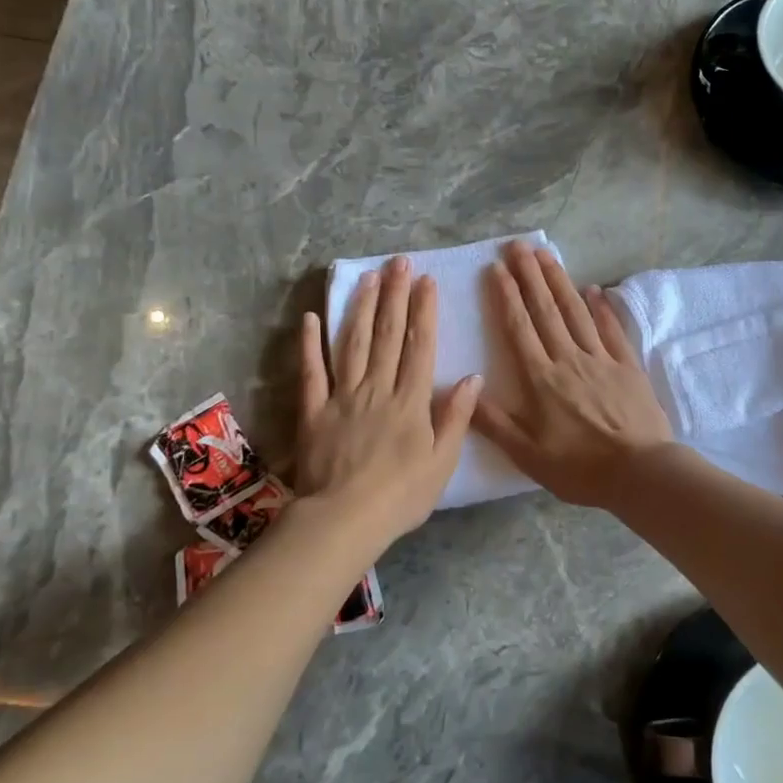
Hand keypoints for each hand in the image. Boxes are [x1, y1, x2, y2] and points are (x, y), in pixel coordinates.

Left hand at [296, 256, 481, 548]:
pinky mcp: (313, 410)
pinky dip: (310, 344)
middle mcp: (378, 388)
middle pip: (387, 335)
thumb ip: (456, 417)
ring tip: (367, 277)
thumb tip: (473, 377)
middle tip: (397, 262)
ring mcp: (342, 396)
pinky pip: (311, 372)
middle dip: (394, 295)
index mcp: (411, 400)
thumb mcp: (442, 462)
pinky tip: (310, 318)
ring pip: (352, 343)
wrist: (344, 519)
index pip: (419, 346)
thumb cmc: (401, 495)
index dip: (423, 311)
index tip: (426, 281)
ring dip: (360, 307)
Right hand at [474, 242, 672, 507]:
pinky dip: (602, 308)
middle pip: (546, 310)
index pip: (519, 328)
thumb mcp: (528, 455)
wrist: (641, 473)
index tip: (497, 268)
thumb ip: (495, 423)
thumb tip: (465, 390)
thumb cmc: (581, 468)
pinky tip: (594, 289)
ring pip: (576, 312)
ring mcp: (601, 359)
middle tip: (518, 245)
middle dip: (530, 275)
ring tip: (546, 255)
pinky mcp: (627, 366)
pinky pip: (611, 330)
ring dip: (560, 281)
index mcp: (542, 379)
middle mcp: (569, 359)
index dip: (506, 296)